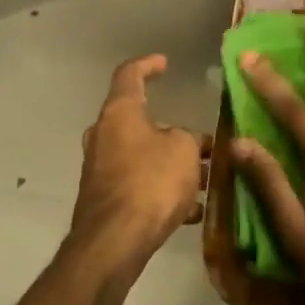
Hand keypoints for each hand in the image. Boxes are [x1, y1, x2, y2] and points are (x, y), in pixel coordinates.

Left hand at [72, 55, 208, 272]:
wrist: (114, 241)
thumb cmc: (151, 181)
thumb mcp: (185, 151)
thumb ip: (190, 139)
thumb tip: (189, 142)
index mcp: (119, 112)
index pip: (129, 74)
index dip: (148, 64)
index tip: (165, 64)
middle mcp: (103, 135)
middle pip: (137, 121)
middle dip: (171, 130)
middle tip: (198, 142)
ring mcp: (100, 168)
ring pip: (141, 156)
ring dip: (170, 164)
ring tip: (204, 179)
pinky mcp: (104, 199)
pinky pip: (138, 185)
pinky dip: (162, 190)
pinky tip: (191, 210)